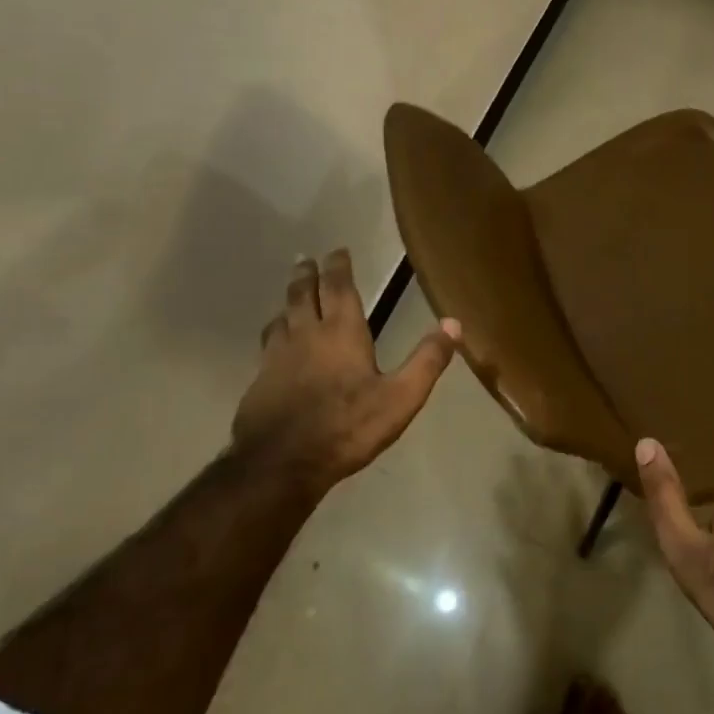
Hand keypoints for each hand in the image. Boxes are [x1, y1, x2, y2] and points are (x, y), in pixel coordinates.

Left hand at [232, 249, 460, 495]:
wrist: (281, 463)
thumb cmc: (347, 427)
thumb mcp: (400, 398)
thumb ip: (427, 360)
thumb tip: (454, 323)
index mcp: (342, 332)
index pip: (338, 287)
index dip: (338, 266)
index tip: (338, 250)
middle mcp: (306, 334)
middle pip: (302, 293)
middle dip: (307, 274)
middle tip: (306, 259)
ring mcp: (277, 356)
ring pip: (281, 316)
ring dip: (288, 300)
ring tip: (292, 295)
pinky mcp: (260, 379)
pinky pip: (268, 344)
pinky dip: (275, 332)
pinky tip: (276, 344)